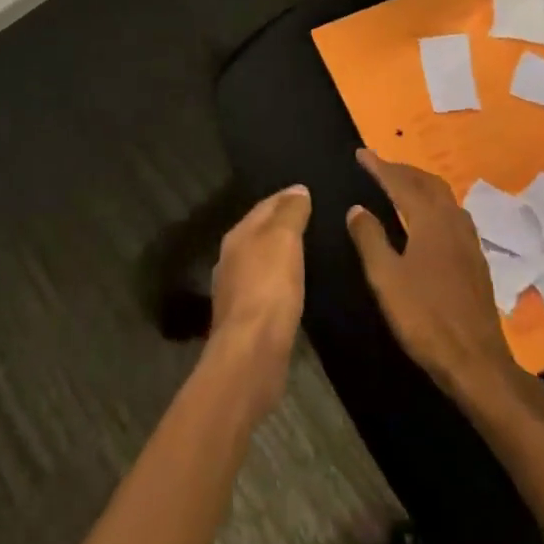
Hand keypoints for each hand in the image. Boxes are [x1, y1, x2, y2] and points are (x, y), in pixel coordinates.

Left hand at [208, 185, 311, 415]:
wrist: (252, 353)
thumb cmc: (269, 288)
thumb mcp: (284, 239)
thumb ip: (290, 212)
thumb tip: (297, 189)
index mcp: (237, 236)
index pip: (264, 206)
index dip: (286, 197)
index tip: (309, 193)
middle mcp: (231, 260)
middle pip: (260, 233)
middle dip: (282, 225)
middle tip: (313, 220)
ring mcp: (235, 291)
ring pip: (261, 261)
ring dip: (280, 255)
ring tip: (309, 252)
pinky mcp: (246, 320)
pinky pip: (266, 289)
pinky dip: (280, 281)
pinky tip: (296, 287)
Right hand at [346, 150, 527, 407]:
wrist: (476, 361)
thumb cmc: (425, 317)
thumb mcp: (385, 279)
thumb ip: (370, 239)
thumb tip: (357, 208)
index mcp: (430, 220)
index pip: (401, 183)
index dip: (379, 166)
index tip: (361, 153)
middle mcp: (453, 221)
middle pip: (427, 183)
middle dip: (402, 170)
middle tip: (379, 166)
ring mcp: (469, 240)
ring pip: (444, 197)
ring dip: (421, 185)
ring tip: (401, 186)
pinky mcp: (476, 259)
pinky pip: (452, 214)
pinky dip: (434, 204)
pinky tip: (428, 220)